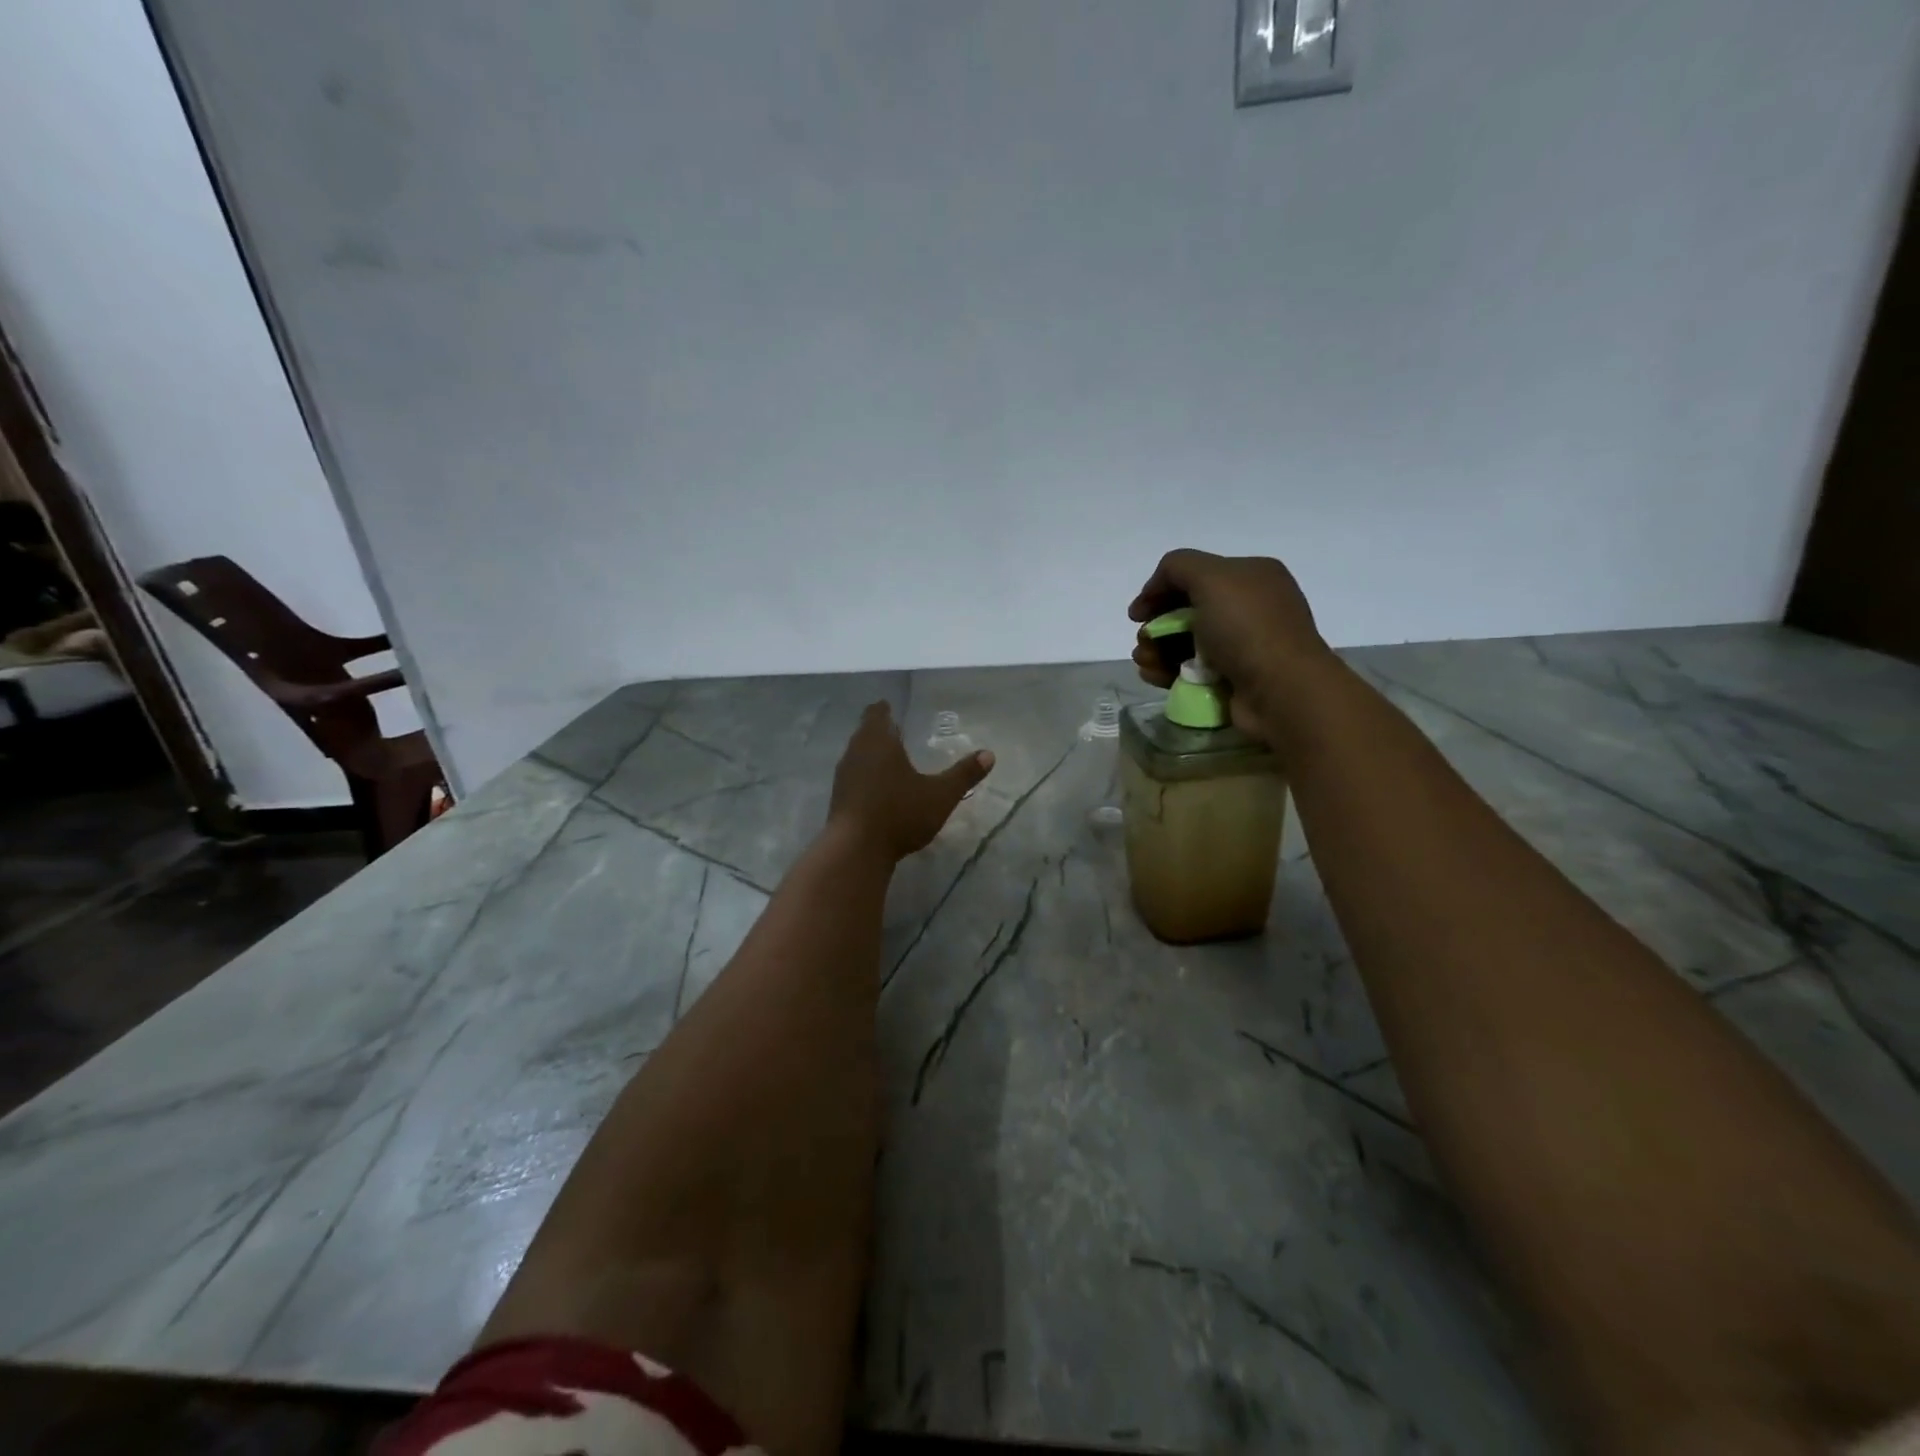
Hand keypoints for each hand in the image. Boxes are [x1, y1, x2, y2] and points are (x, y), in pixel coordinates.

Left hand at [829, 703, 993, 860]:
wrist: (856, 850)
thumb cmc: (899, 813)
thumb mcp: (940, 795)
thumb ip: (964, 774)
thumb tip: (989, 754)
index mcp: (878, 742)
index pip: (876, 714)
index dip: (884, 709)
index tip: (891, 707)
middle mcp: (856, 753)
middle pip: (864, 733)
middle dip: (879, 731)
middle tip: (896, 731)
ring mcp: (843, 777)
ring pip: (857, 755)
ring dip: (870, 755)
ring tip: (888, 759)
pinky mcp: (837, 799)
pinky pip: (853, 778)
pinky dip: (864, 776)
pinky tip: (877, 789)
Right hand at [1128, 549, 1332, 741]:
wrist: (1281, 690)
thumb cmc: (1247, 628)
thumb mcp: (1211, 576)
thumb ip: (1177, 566)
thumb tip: (1156, 591)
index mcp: (1251, 576)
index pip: (1194, 575)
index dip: (1159, 590)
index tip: (1136, 615)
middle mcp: (1249, 608)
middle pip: (1185, 611)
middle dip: (1156, 626)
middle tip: (1143, 642)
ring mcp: (1242, 646)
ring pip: (1184, 643)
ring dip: (1156, 650)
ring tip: (1145, 663)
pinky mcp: (1233, 679)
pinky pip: (1191, 670)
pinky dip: (1168, 671)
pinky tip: (1154, 676)